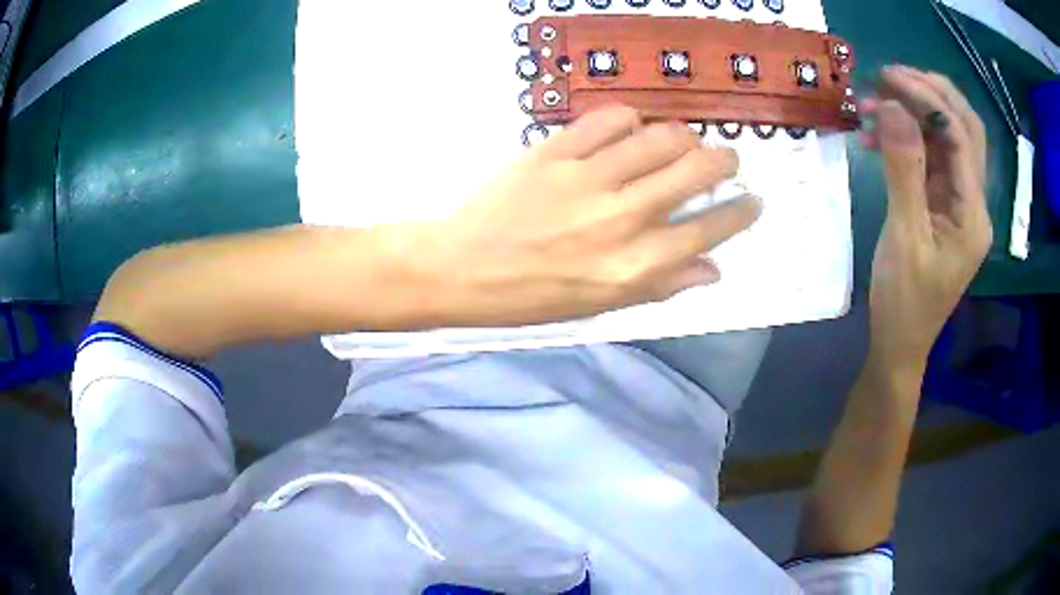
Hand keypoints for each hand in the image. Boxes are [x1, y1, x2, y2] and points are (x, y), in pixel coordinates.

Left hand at [387, 106, 761, 327]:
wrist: (462, 267)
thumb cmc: (532, 297)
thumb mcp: (601, 306)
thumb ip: (662, 284)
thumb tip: (714, 268)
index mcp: (635, 265)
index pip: (711, 229)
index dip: (741, 211)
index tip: (752, 200)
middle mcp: (622, 217)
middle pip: (697, 170)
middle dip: (725, 161)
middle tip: (726, 160)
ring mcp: (589, 178)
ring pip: (662, 137)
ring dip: (684, 137)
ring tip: (683, 143)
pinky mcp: (556, 150)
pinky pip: (610, 118)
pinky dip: (631, 119)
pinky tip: (632, 129)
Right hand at [860, 66, 991, 371]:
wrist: (900, 343)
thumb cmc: (905, 301)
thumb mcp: (904, 236)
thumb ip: (904, 169)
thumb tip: (891, 106)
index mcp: (973, 213)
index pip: (960, 136)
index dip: (927, 98)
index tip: (887, 78)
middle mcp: (974, 201)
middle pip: (965, 129)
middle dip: (930, 93)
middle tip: (889, 77)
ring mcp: (960, 202)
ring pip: (948, 139)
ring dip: (915, 113)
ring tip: (874, 102)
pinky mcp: (944, 205)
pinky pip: (932, 158)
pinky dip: (908, 138)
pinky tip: (878, 135)